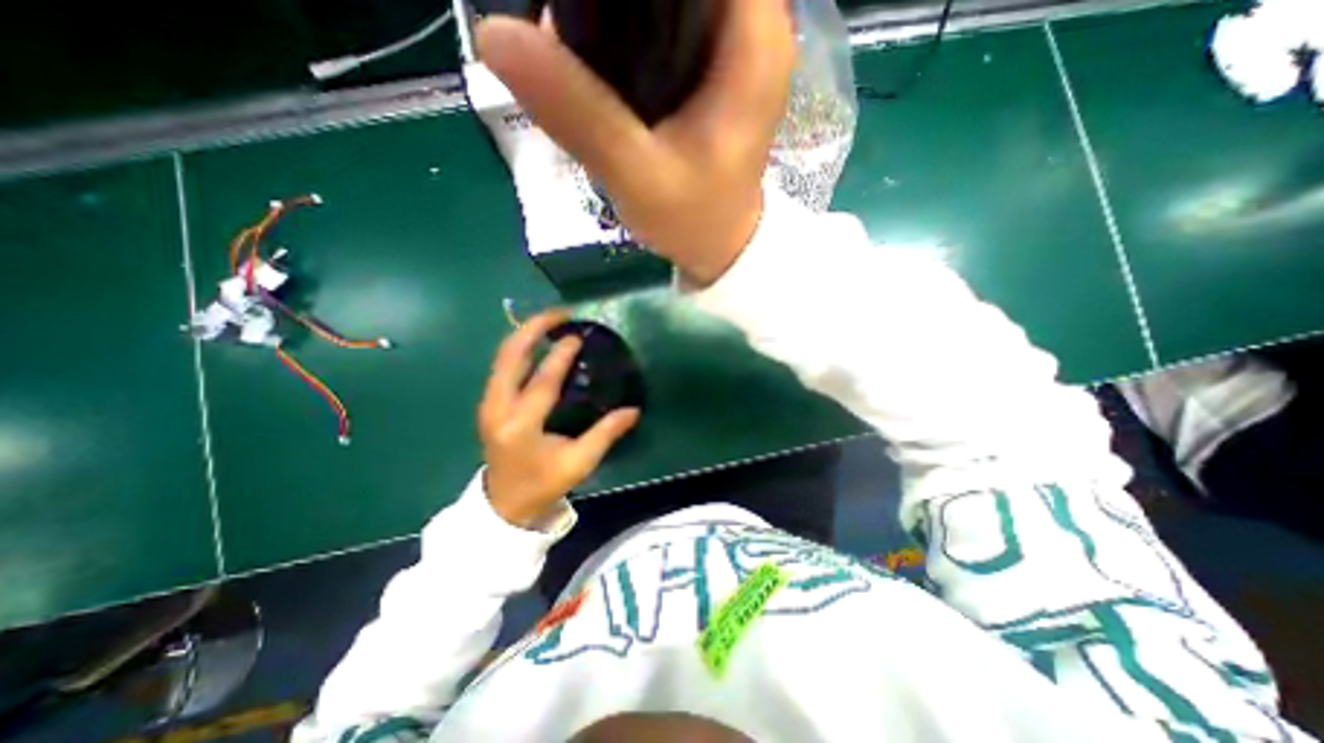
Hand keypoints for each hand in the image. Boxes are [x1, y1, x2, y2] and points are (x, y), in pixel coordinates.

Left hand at [476, 307, 640, 528]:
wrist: (504, 505)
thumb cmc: (543, 485)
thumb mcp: (579, 463)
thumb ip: (606, 434)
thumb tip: (633, 411)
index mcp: (521, 426)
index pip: (542, 381)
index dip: (560, 356)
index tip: (577, 335)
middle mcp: (497, 409)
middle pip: (509, 356)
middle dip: (532, 328)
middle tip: (559, 314)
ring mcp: (488, 404)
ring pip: (502, 357)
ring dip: (525, 335)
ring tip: (551, 322)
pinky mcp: (489, 404)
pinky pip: (503, 366)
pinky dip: (520, 349)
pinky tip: (538, 344)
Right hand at [477, 0, 796, 288]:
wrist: (717, 247)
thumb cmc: (693, 221)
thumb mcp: (638, 178)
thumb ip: (580, 115)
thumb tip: (493, 36)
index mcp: (752, 38)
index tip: (578, 6)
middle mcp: (752, 23)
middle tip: (564, 23)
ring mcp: (732, 42)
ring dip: (616, 5)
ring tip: (569, 34)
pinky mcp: (710, 64)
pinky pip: (664, 14)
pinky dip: (624, 22)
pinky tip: (591, 52)